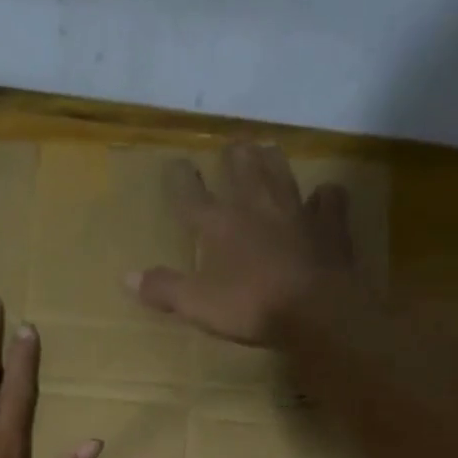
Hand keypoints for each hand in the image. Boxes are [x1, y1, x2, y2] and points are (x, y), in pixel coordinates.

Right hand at [128, 141, 361, 346]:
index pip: (192, 196)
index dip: (181, 180)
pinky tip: (322, 197)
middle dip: (234, 156)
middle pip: (243, 169)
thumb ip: (164, 289)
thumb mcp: (198, 305)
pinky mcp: (329, 226)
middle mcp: (257, 207)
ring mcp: (297, 212)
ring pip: (282, 173)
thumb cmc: (252, 307)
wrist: (317, 311)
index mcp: (220, 225)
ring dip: (272, 160)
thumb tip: (127, 277)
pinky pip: (328, 201)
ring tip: (267, 149)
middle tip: (232, 146)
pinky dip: (324, 196)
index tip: (176, 164)